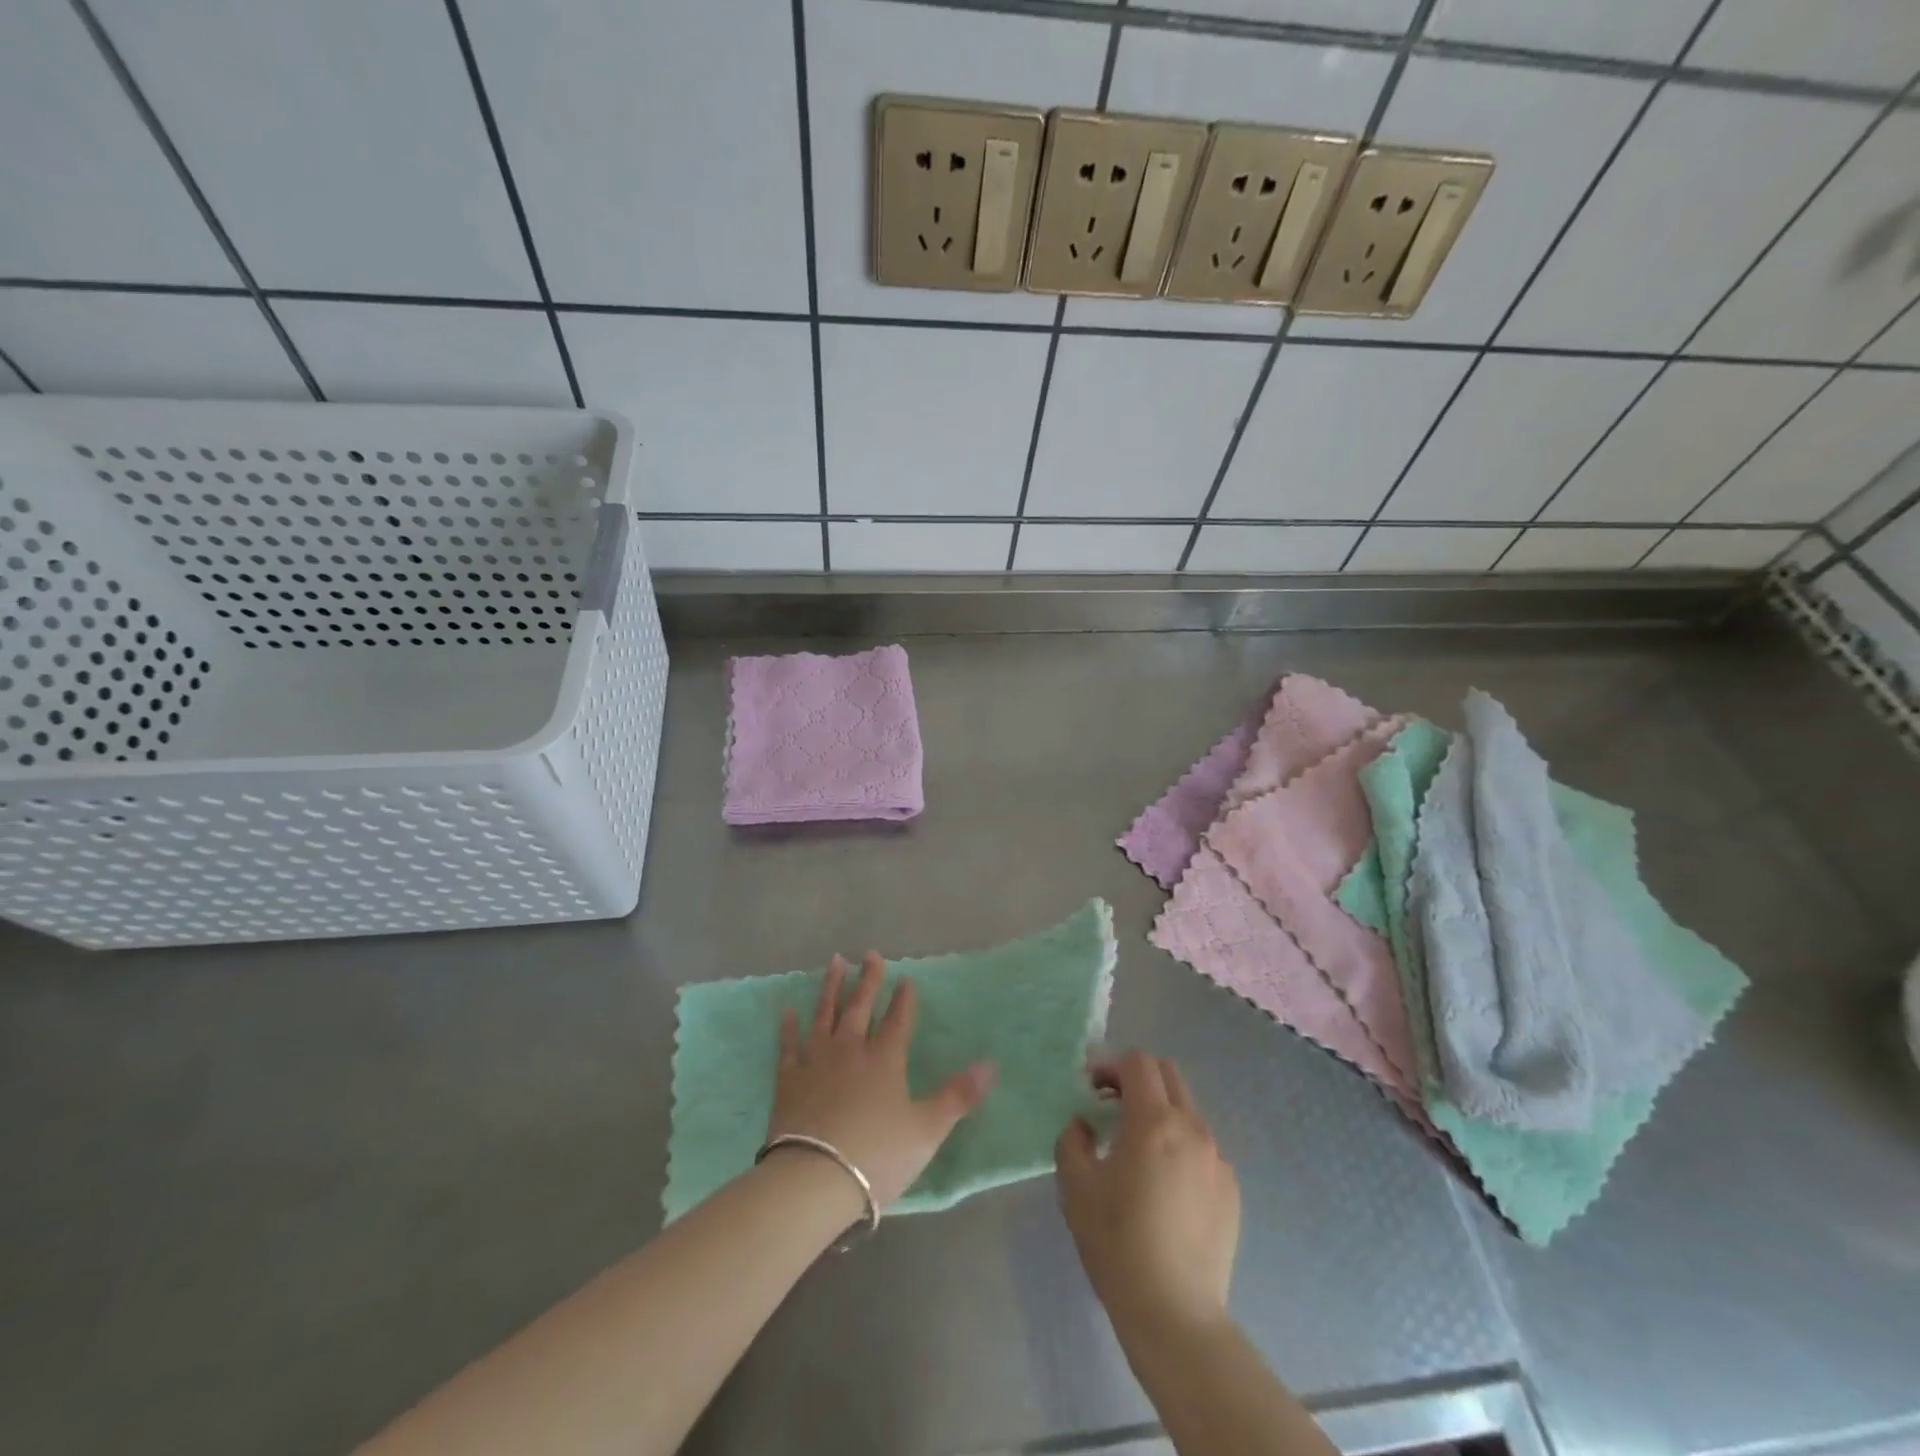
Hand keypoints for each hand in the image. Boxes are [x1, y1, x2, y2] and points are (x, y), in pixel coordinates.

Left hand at [770, 951, 995, 1208]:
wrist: (814, 1179)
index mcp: (886, 1059)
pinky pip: (788, 1045)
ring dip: (831, 987)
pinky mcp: (788, 1079)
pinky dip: (788, 1027)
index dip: (904, 999)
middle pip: (861, 1006)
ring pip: (825, 1014)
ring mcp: (816, 1060)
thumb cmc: (877, 1155)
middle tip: (871, 954)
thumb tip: (991, 1064)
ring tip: (836, 961)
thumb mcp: (927, 1129)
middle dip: (869, 979)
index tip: (906, 979)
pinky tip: (787, 1011)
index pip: (898, 1020)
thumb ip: (958, 1096)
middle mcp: (851, 1049)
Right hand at [1055, 1052, 1239, 1333]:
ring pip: (1187, 1110)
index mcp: (1154, 1122)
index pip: (1137, 1063)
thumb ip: (1073, 1139)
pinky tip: (1164, 1187)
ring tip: (1137, 1150)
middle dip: (1137, 1079)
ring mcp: (1217, 1159)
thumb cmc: (1118, 1243)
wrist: (1174, 1313)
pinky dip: (1179, 1146)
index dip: (1110, 1066)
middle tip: (1111, 1107)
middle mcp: (1192, 1129)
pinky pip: (1202, 1147)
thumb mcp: (1076, 1186)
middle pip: (1168, 1074)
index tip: (1091, 1090)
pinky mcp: (1231, 1189)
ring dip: (1159, 1112)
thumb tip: (1084, 1124)